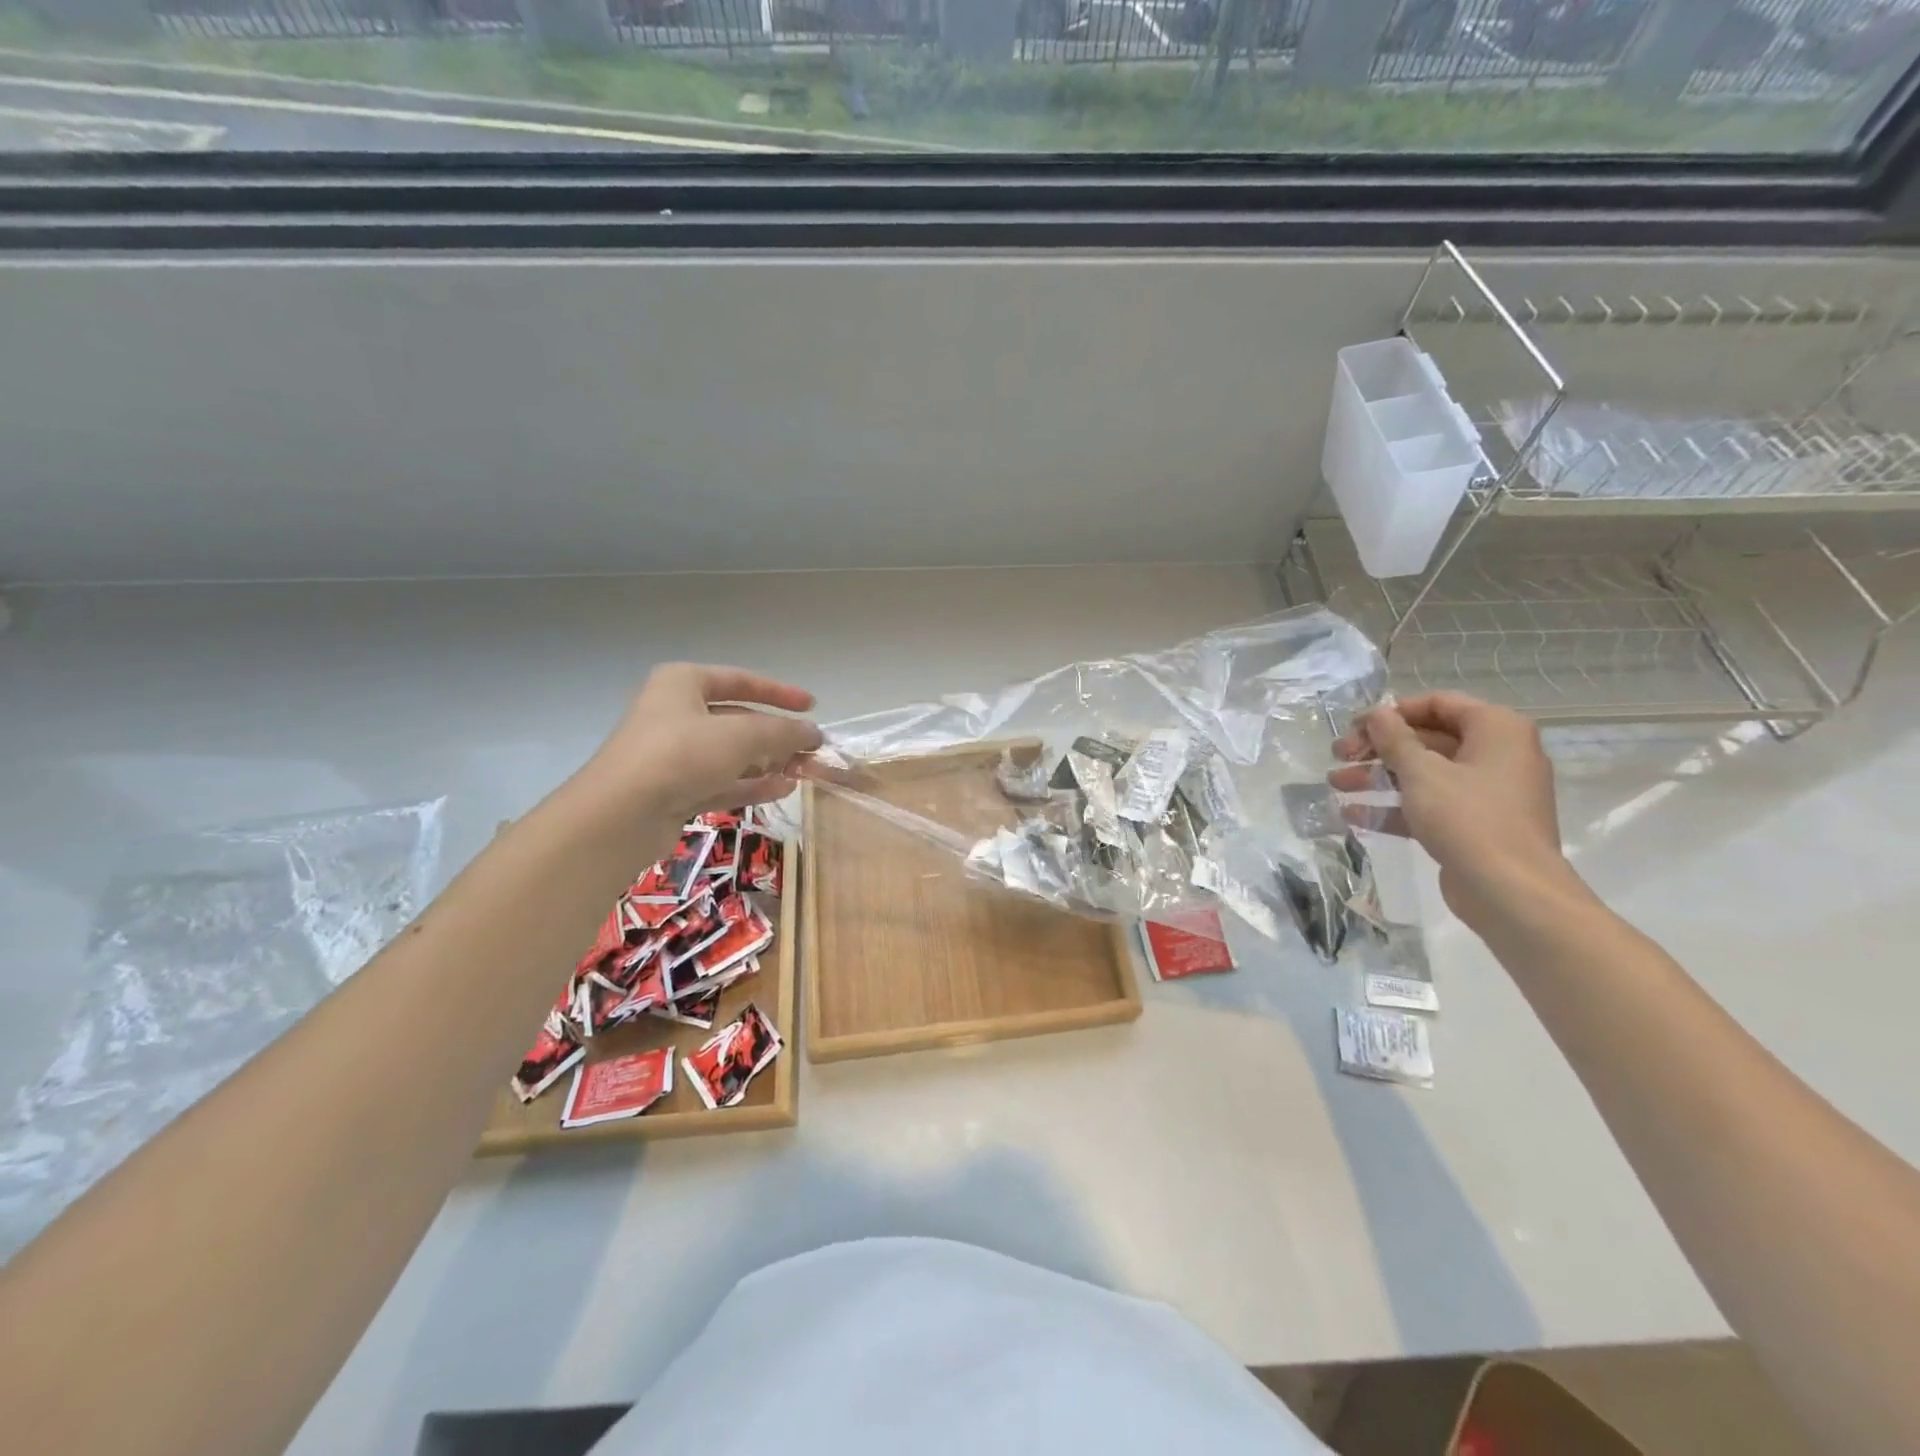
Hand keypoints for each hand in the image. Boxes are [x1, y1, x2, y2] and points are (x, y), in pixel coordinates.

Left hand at [579, 664, 823, 824]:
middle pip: (738, 719)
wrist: (621, 815)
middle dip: (777, 734)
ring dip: (768, 761)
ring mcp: (674, 754)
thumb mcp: (741, 736)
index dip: (779, 692)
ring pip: (731, 754)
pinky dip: (751, 784)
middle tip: (811, 748)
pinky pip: (722, 781)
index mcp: (683, 683)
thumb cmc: (681, 755)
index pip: (741, 680)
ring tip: (804, 771)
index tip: (812, 705)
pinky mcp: (675, 789)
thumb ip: (782, 732)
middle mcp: (676, 713)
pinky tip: (783, 789)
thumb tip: (814, 734)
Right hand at [1330, 691, 1584, 932]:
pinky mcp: (1474, 825)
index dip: (1393, 712)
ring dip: (1377, 777)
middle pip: (1427, 740)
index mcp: (1496, 730)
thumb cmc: (1468, 818)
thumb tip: (1376, 713)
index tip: (1356, 726)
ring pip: (1424, 774)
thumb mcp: (1422, 772)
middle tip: (1338, 755)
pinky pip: (1429, 805)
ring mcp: (1486, 793)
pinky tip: (1352, 814)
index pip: (1439, 704)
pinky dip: (1394, 807)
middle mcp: (1497, 755)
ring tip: (1335, 783)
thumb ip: (1394, 739)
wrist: (1509, 891)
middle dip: (1378, 748)